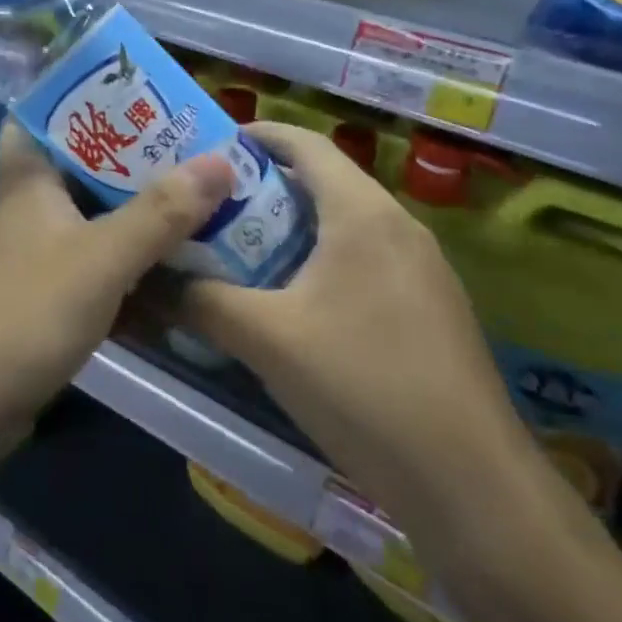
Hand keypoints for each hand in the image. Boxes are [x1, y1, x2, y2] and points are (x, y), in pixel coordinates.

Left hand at [0, 123, 233, 475]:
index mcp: (32, 178)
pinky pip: (98, 275)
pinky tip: (179, 283)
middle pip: (92, 172)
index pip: (56, 116)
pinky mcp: (45, 303)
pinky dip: (133, 276)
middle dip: (144, 167)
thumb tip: (222, 160)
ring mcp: (37, 258)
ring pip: (99, 226)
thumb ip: (161, 212)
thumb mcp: (100, 259)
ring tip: (208, 211)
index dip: (99, 101)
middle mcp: (32, 209)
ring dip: (145, 223)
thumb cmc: (22, 314)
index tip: (154, 98)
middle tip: (205, 158)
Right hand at [179, 122, 542, 550]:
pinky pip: (365, 261)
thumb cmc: (364, 388)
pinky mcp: (430, 309)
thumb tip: (148, 283)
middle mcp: (398, 226)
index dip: (255, 135)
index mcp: (363, 213)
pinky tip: (290, 305)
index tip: (207, 148)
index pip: (305, 143)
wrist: (473, 486)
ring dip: (290, 230)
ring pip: (343, 226)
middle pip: (322, 182)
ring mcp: (422, 269)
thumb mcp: (268, 341)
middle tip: (208, 207)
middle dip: (263, 188)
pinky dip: (321, 263)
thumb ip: (202, 303)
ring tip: (237, 252)